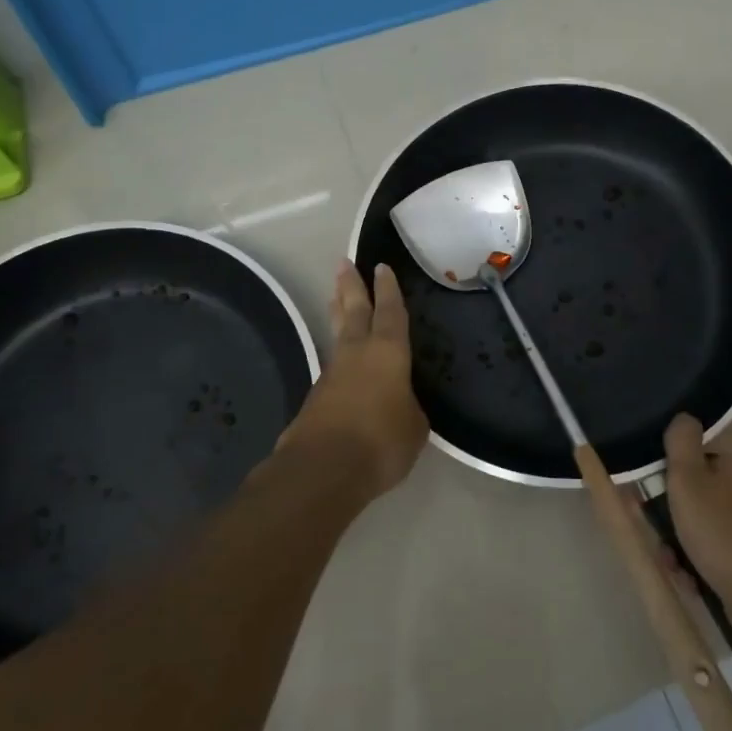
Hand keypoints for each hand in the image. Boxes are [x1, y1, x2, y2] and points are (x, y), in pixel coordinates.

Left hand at [276, 261, 427, 497]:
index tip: (382, 266)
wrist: (323, 469)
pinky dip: (338, 352)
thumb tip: (400, 405)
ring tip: (336, 294)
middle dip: (351, 285)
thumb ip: (409, 408)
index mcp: (388, 352)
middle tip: (343, 261)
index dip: (389, 289)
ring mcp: (333, 373)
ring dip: (338, 310)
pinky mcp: (317, 396)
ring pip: (338, 332)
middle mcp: (358, 353)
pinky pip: (332, 363)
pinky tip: (342, 359)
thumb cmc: (381, 442)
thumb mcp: (414, 427)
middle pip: (354, 310)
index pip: (391, 312)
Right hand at [662, 402, 731, 644]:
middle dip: (682, 467)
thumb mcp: (688, 480)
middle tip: (653, 478)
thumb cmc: (724, 530)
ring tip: (662, 533)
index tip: (677, 411)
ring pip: (713, 489)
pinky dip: (700, 533)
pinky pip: (721, 519)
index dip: (709, 402)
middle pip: (716, 449)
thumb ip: (681, 440)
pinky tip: (680, 560)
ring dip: (685, 508)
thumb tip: (685, 418)